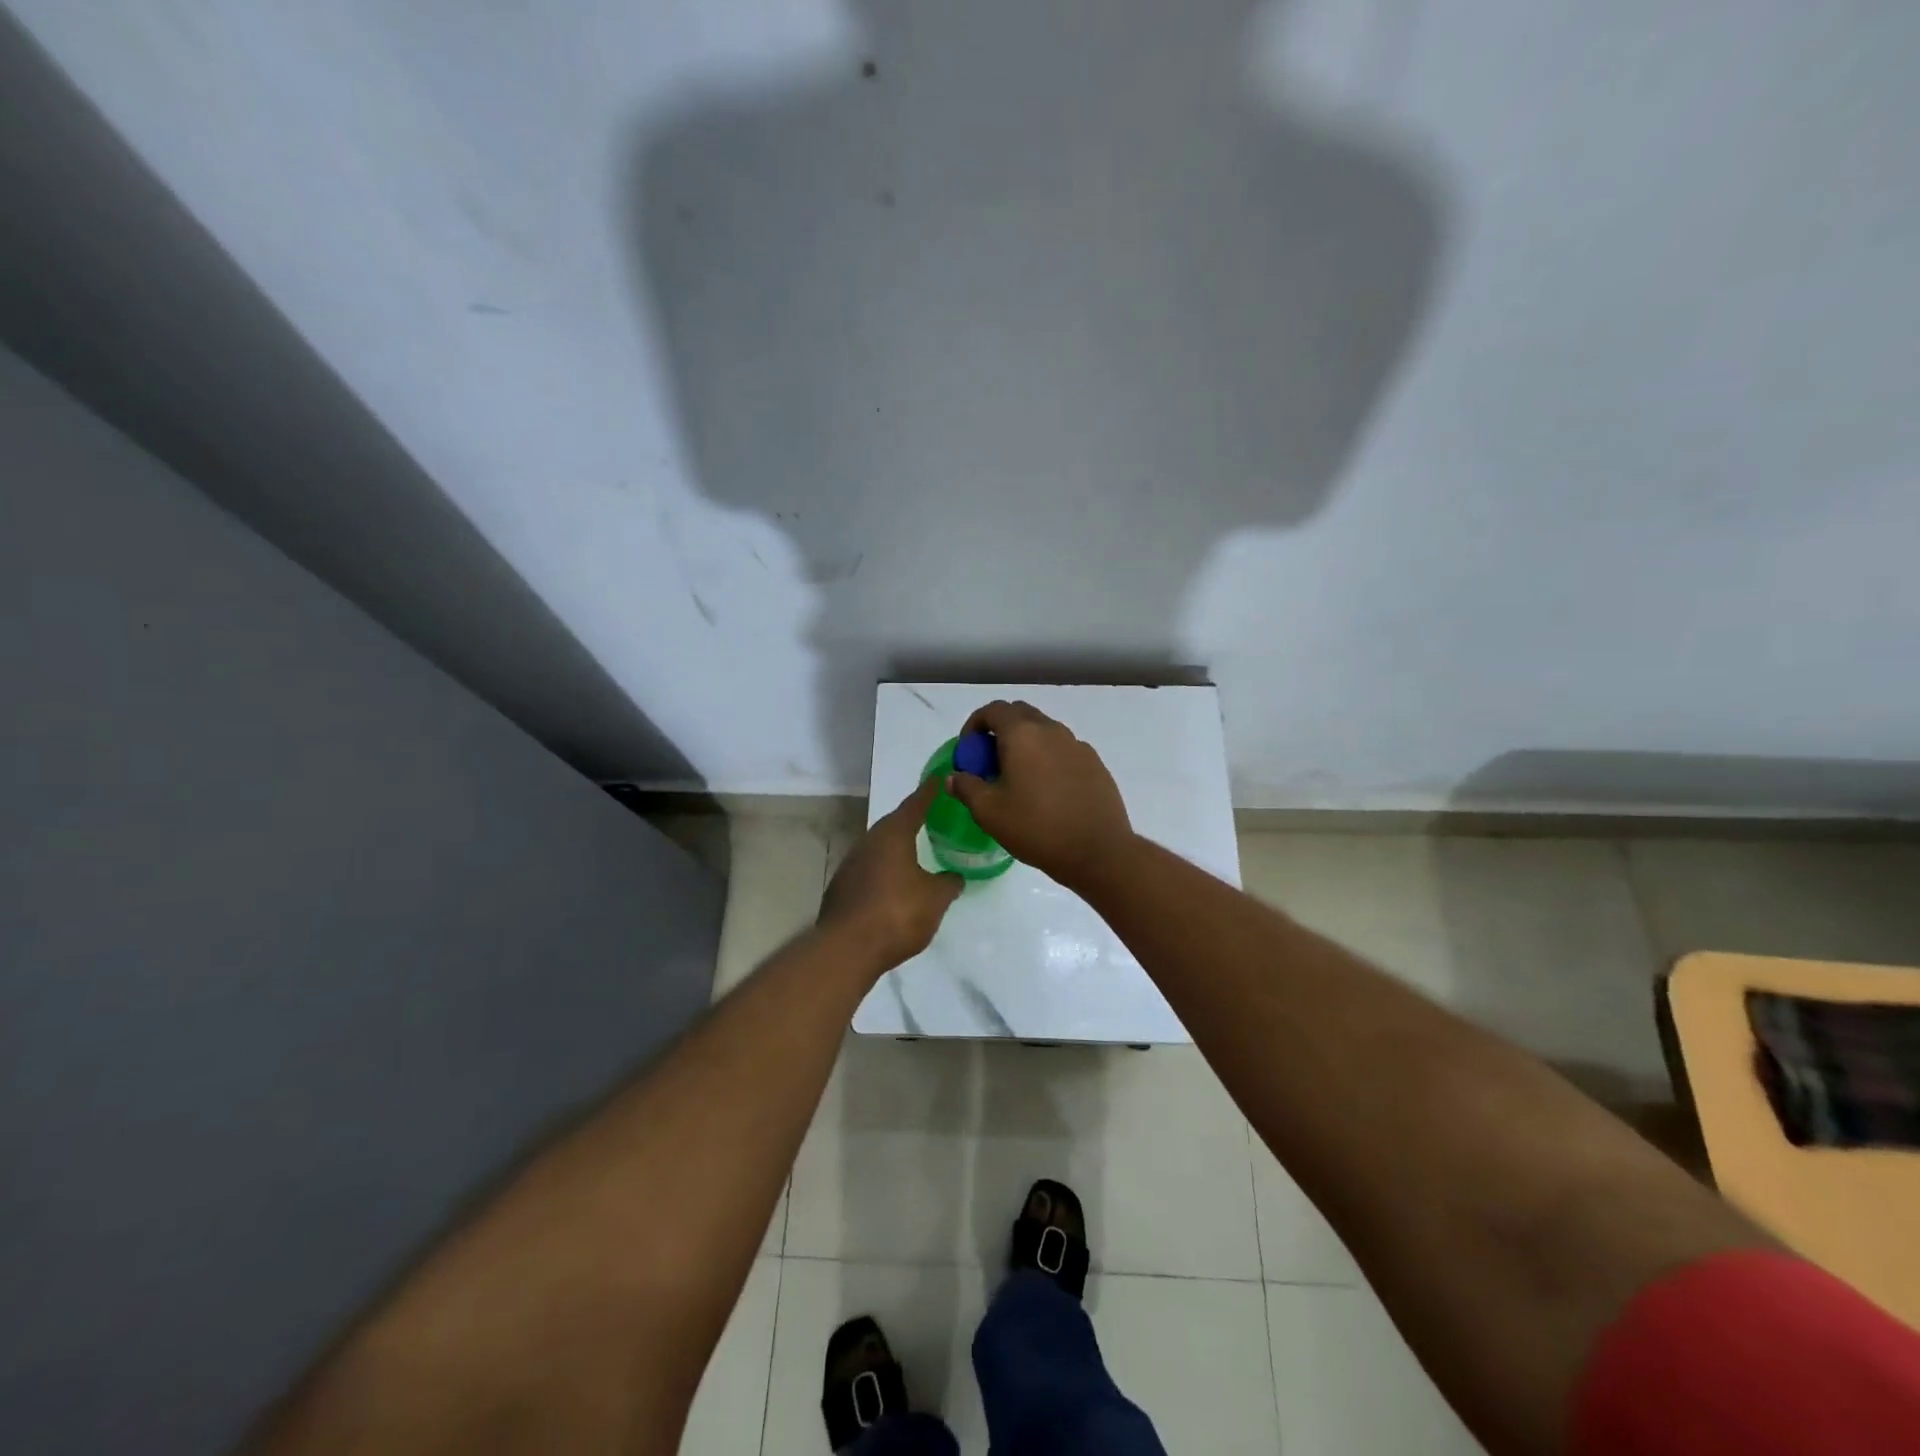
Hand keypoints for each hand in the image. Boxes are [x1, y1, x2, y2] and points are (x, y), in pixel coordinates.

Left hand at [818, 778, 963, 971]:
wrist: (846, 949)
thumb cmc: (897, 913)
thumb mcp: (935, 899)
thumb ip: (948, 883)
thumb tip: (955, 876)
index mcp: (893, 835)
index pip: (915, 804)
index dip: (929, 792)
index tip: (939, 777)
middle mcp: (869, 842)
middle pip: (893, 824)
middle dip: (911, 820)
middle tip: (931, 817)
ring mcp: (851, 865)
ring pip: (879, 848)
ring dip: (896, 848)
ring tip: (915, 852)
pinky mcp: (841, 888)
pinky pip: (869, 870)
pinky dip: (884, 871)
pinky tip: (894, 885)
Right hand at [945, 701, 1133, 889]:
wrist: (1098, 851)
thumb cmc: (1037, 828)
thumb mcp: (989, 812)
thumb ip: (966, 787)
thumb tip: (954, 777)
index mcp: (1022, 734)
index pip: (993, 710)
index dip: (975, 725)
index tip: (969, 751)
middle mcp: (1051, 730)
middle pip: (1020, 714)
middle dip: (1000, 730)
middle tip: (990, 762)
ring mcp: (1077, 745)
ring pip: (1044, 731)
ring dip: (1026, 744)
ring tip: (1018, 778)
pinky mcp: (1095, 763)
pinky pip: (1064, 749)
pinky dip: (1048, 758)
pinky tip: (1047, 791)